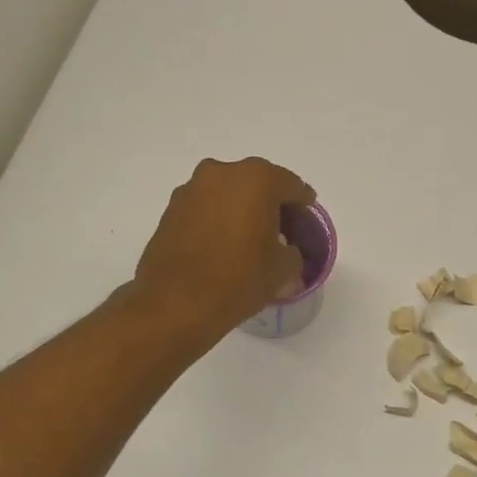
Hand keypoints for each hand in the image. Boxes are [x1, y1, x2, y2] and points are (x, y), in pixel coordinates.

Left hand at [134, 157, 315, 336]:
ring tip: (248, 239)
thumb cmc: (239, 279)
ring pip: (227, 193)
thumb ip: (293, 253)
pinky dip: (217, 220)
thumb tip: (286, 251)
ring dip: (240, 210)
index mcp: (257, 179)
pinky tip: (222, 245)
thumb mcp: (283, 269)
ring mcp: (191, 189)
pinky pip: (204, 209)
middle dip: (270, 203)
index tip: (306, 221)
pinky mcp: (170, 210)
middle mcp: (222, 173)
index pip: (291, 185)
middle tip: (280, 230)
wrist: (176, 303)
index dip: (303, 204)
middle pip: (257, 183)